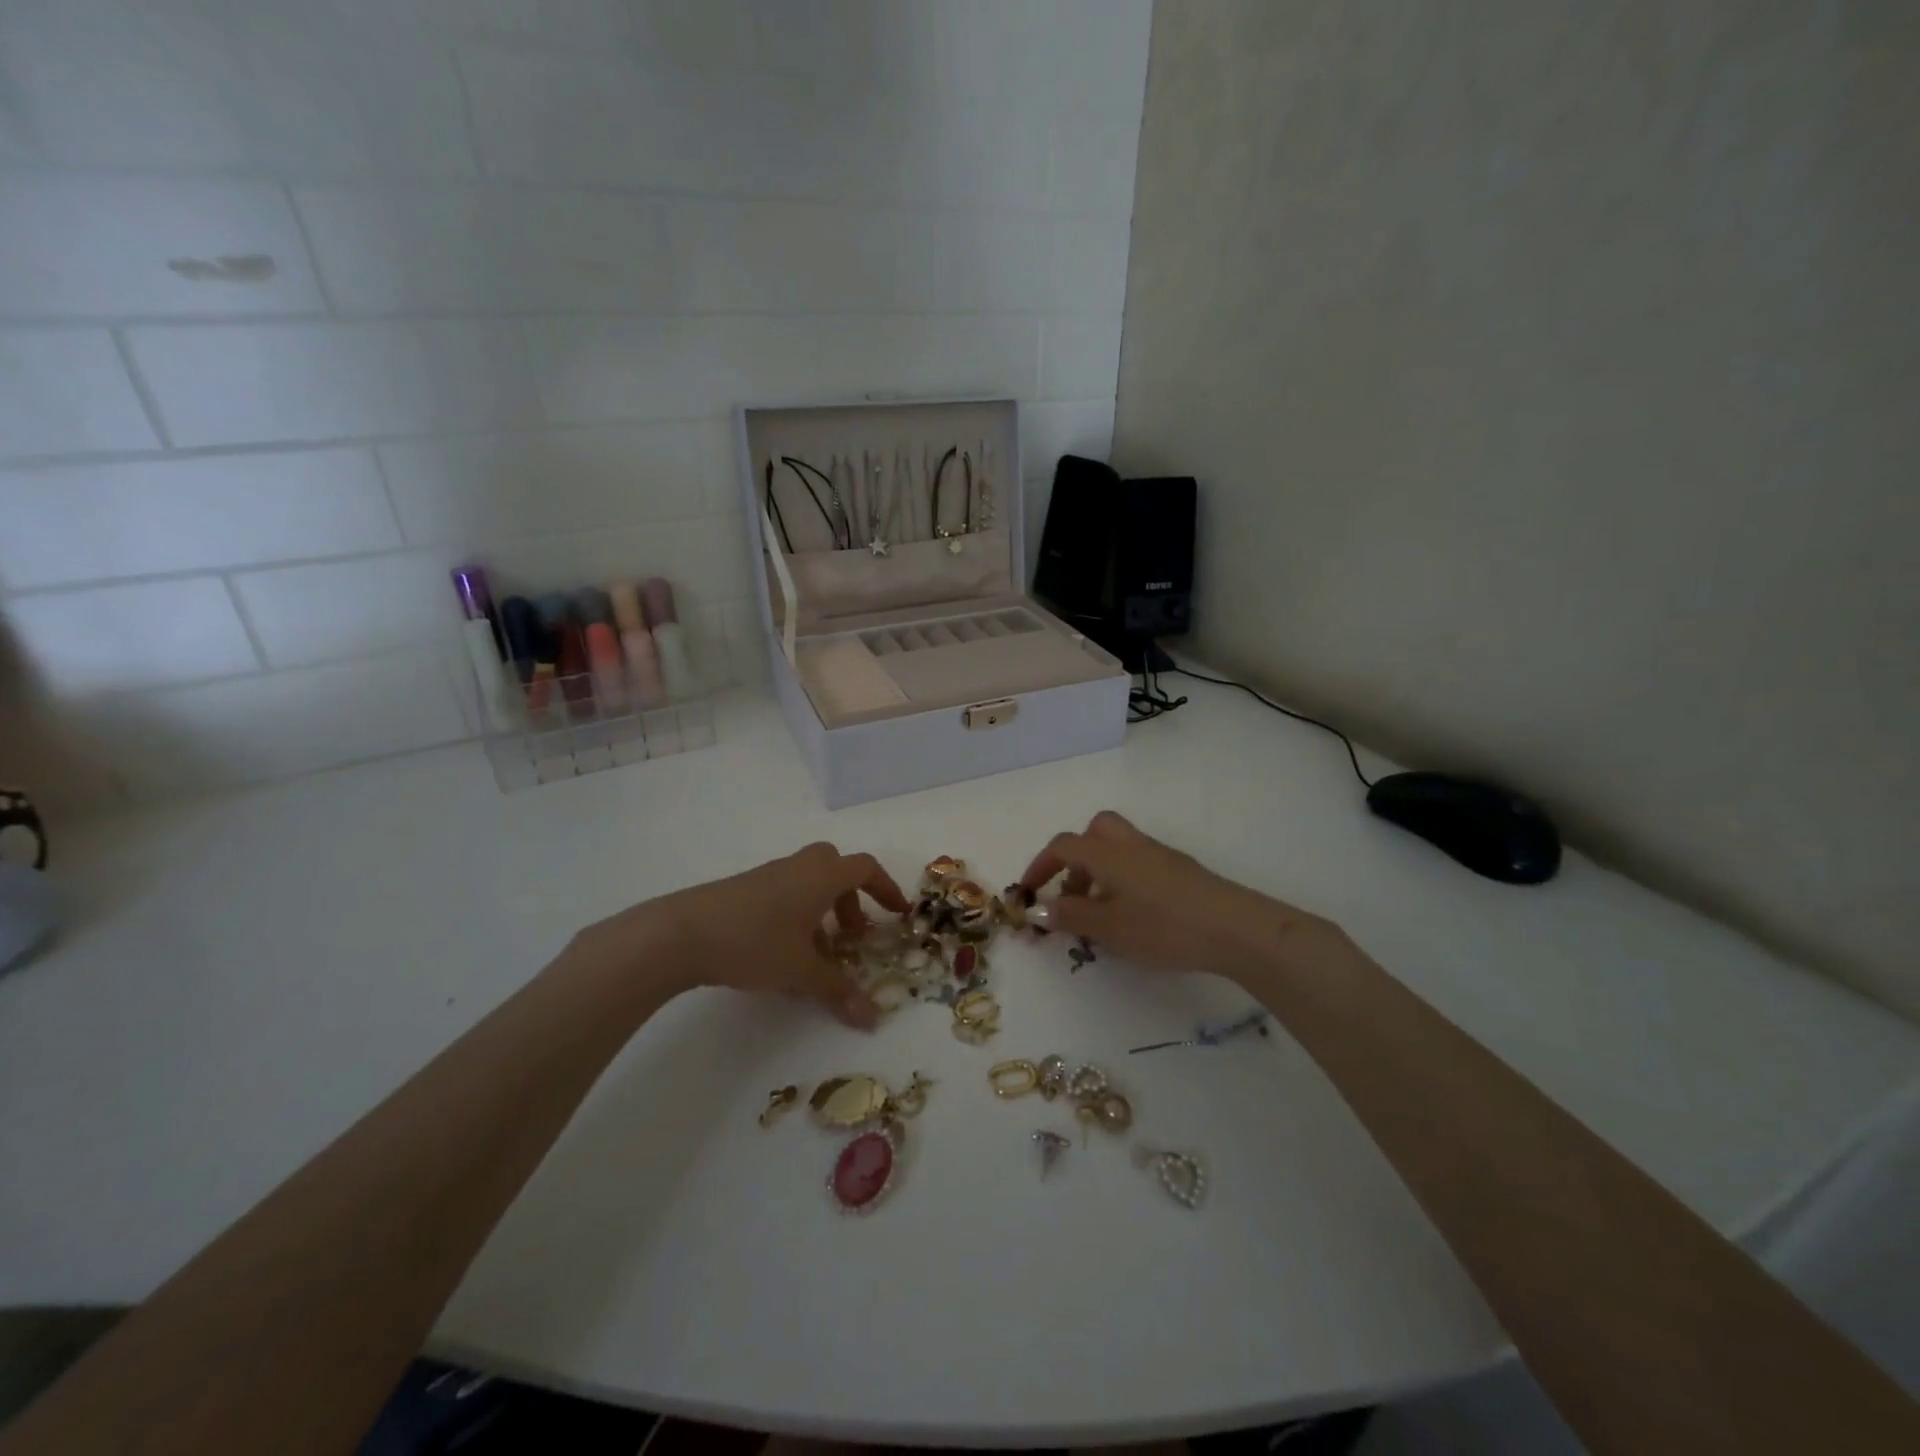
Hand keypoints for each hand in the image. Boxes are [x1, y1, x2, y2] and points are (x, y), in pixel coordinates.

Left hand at [571, 842, 908, 1027]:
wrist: (681, 933)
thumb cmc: (754, 942)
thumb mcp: (801, 971)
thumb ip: (838, 991)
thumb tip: (871, 1019)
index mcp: (820, 876)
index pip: (865, 869)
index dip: (886, 889)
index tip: (898, 914)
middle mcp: (798, 868)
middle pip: (836, 868)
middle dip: (852, 899)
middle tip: (853, 935)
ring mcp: (768, 876)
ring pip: (808, 882)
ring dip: (823, 910)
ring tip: (818, 952)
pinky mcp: (743, 890)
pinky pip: (785, 892)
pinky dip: (798, 914)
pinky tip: (783, 951)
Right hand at [1018, 811, 1338, 982]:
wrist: (1234, 928)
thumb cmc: (1163, 926)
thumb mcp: (1109, 927)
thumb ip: (1071, 915)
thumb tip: (1038, 907)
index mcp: (1107, 853)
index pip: (1063, 846)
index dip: (1040, 866)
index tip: (1027, 893)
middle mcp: (1131, 845)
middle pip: (1094, 832)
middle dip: (1074, 859)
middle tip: (1071, 893)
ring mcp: (1159, 855)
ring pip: (1117, 849)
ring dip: (1098, 872)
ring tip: (1099, 915)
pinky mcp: (1180, 871)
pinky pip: (1138, 864)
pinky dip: (1122, 881)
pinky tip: (1131, 916)